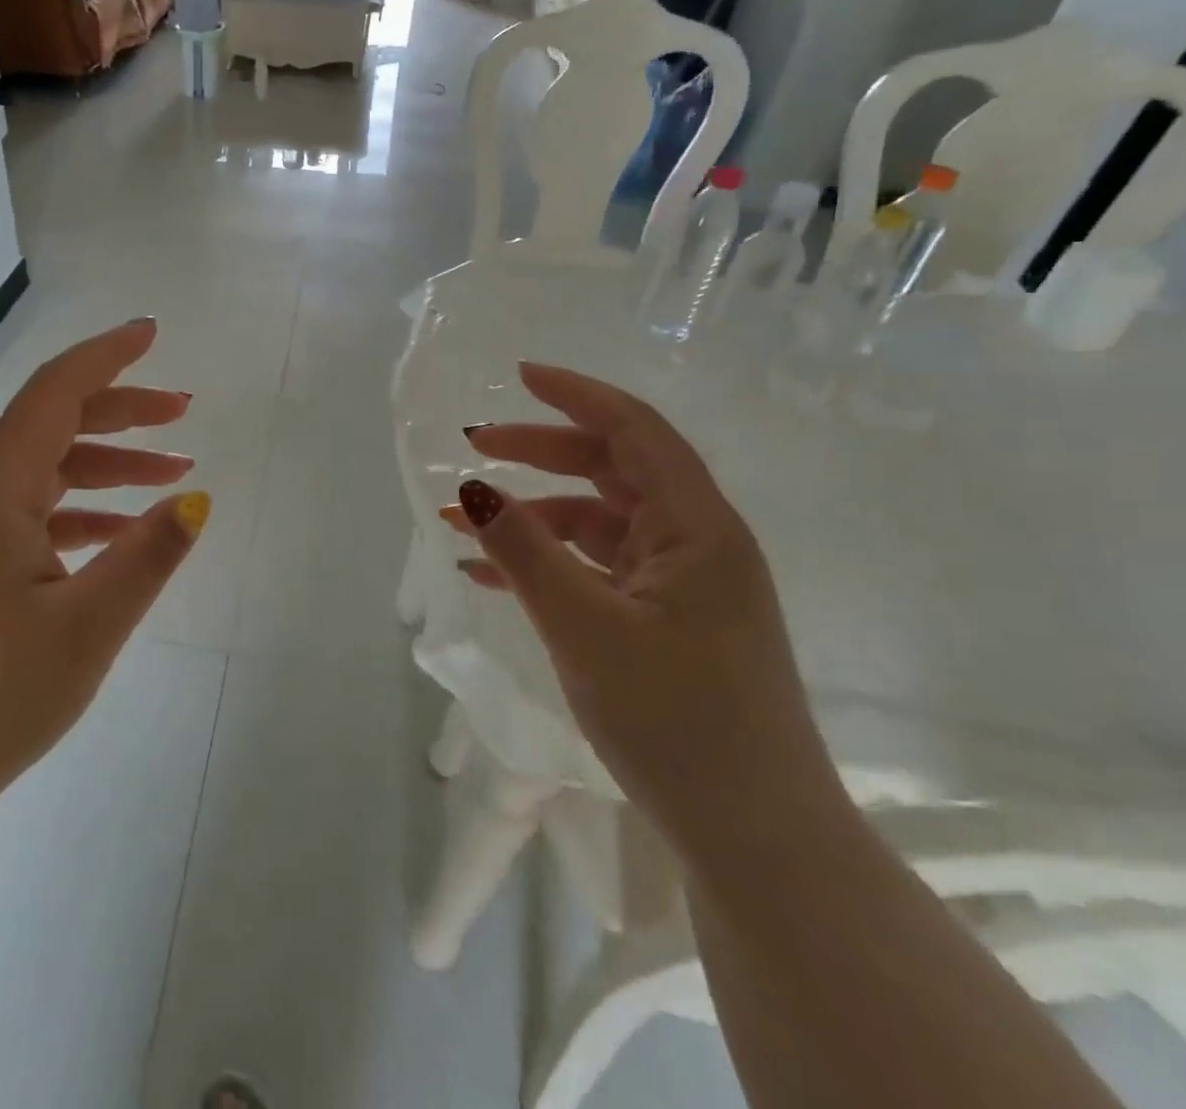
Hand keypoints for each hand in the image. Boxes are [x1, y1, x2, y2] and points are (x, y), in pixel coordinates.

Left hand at [0, 319, 208, 846]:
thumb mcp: (87, 626)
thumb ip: (147, 556)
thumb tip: (196, 500)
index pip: (55, 394)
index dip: (106, 356)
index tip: (151, 332)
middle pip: (54, 426)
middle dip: (121, 410)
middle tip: (183, 410)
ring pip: (47, 474)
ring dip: (108, 465)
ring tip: (172, 474)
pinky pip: (36, 519)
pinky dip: (84, 513)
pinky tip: (120, 535)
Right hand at [447, 363, 842, 859]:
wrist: (755, 838)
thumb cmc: (677, 721)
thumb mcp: (584, 627)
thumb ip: (523, 552)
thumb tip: (471, 490)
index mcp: (697, 529)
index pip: (635, 431)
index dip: (576, 395)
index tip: (517, 376)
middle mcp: (695, 543)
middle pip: (611, 470)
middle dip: (539, 451)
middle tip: (474, 445)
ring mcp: (681, 585)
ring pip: (596, 522)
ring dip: (530, 517)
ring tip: (459, 523)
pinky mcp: (664, 622)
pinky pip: (595, 570)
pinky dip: (544, 564)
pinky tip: (487, 577)